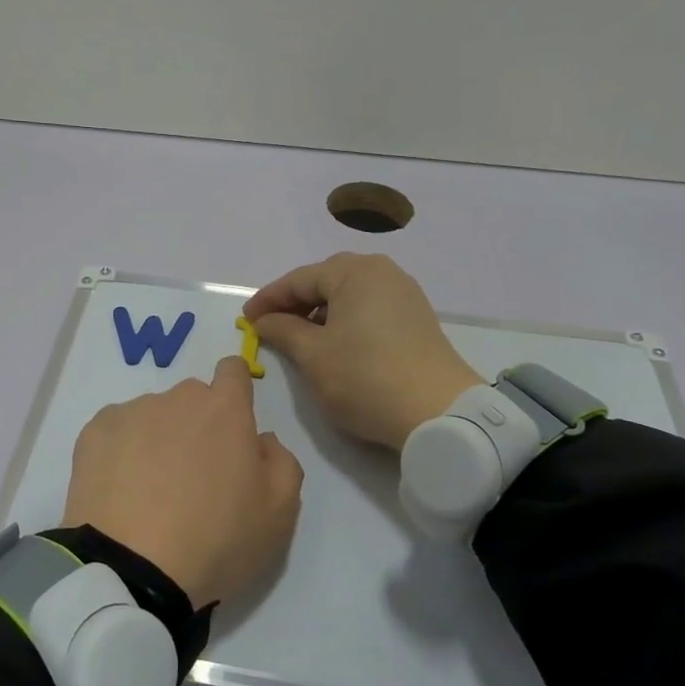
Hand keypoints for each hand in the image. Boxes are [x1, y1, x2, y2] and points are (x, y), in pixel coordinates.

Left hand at [62, 357, 303, 606]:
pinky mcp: (93, 433)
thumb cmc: (216, 540)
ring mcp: (131, 413)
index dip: (235, 392)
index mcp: (225, 410)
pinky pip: (116, 431)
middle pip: (192, 398)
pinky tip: (121, 490)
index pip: (233, 370)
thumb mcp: (279, 513)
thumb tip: (261, 439)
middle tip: (194, 476)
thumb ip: (282, 462)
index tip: (232, 426)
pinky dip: (121, 451)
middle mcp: (177, 399)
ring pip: (152, 415)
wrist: (132, 569)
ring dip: (158, 438)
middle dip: (198, 425)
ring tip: (151, 490)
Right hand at [244, 253, 482, 452]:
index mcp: (355, 272)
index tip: (246, 319)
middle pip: (326, 281)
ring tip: (298, 339)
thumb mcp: (313, 355)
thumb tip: (264, 321)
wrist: (438, 413)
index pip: (299, 279)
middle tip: (270, 326)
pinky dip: (345, 321)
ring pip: (349, 295)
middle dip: (295, 303)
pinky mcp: (417, 319)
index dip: (268, 299)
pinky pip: (369, 309)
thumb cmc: (364, 377)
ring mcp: (405, 295)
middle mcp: (383, 273)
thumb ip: (283, 330)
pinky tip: (334, 344)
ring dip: (320, 313)